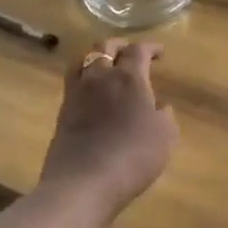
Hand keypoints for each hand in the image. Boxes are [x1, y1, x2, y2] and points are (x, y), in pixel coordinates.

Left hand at [38, 39, 179, 219]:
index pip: (138, 50)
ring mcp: (76, 93)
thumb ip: (164, 115)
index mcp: (128, 77)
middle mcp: (99, 77)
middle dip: (120, 45)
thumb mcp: (165, 137)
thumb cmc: (133, 157)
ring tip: (106, 65)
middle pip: (105, 47)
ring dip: (97, 56)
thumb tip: (157, 105)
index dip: (150, 47)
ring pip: (83, 60)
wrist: (83, 182)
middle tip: (131, 52)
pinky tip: (92, 90)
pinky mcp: (62, 111)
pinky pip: (73, 81)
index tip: (160, 52)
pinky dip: (85, 77)